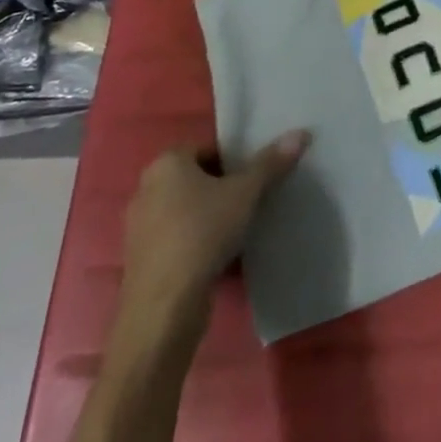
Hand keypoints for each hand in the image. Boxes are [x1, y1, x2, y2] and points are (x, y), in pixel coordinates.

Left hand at [112, 132, 308, 347]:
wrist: (164, 308)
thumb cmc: (202, 233)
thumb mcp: (245, 193)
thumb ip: (271, 163)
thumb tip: (301, 133)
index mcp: (166, 164)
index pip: (207, 148)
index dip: (234, 159)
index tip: (255, 176)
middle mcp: (146, 189)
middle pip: (196, 178)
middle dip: (223, 187)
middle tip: (252, 199)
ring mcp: (140, 228)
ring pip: (186, 210)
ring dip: (210, 216)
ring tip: (240, 228)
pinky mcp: (142, 261)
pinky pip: (178, 239)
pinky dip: (197, 242)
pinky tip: (220, 256)